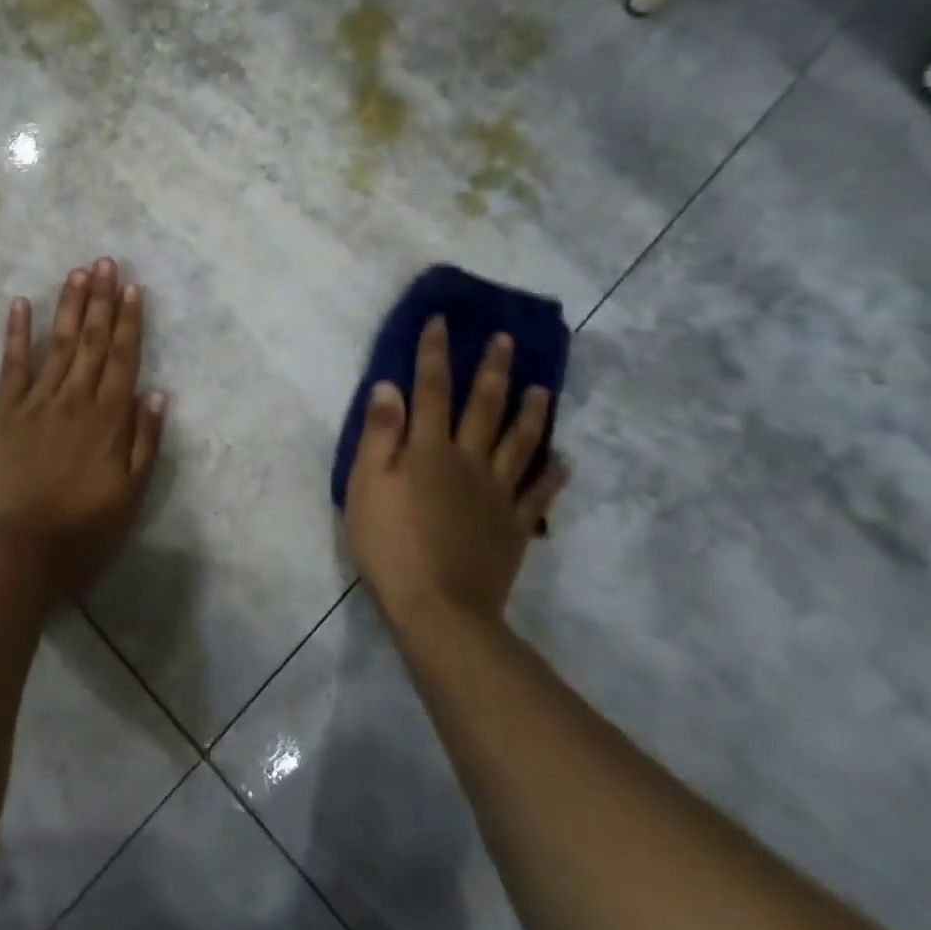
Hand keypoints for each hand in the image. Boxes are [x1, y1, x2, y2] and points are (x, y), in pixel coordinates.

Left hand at [0, 259, 167, 597]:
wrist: (17, 550)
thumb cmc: (81, 530)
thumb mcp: (130, 495)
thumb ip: (145, 442)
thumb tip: (157, 392)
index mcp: (108, 418)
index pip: (123, 357)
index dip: (129, 321)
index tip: (133, 287)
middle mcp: (75, 398)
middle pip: (92, 340)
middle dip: (101, 299)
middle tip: (106, 262)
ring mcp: (36, 400)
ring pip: (59, 343)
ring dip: (69, 306)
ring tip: (78, 272)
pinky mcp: (4, 410)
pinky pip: (13, 364)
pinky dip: (17, 332)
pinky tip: (20, 304)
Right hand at [344, 317, 568, 636]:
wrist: (439, 607)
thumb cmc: (390, 542)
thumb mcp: (367, 484)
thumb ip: (380, 434)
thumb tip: (389, 386)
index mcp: (429, 449)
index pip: (430, 388)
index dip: (434, 352)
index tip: (441, 321)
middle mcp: (468, 460)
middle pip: (484, 407)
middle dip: (492, 369)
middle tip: (506, 339)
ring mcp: (497, 493)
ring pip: (520, 443)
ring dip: (531, 413)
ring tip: (542, 387)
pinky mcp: (514, 525)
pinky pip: (538, 494)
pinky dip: (553, 475)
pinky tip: (564, 461)